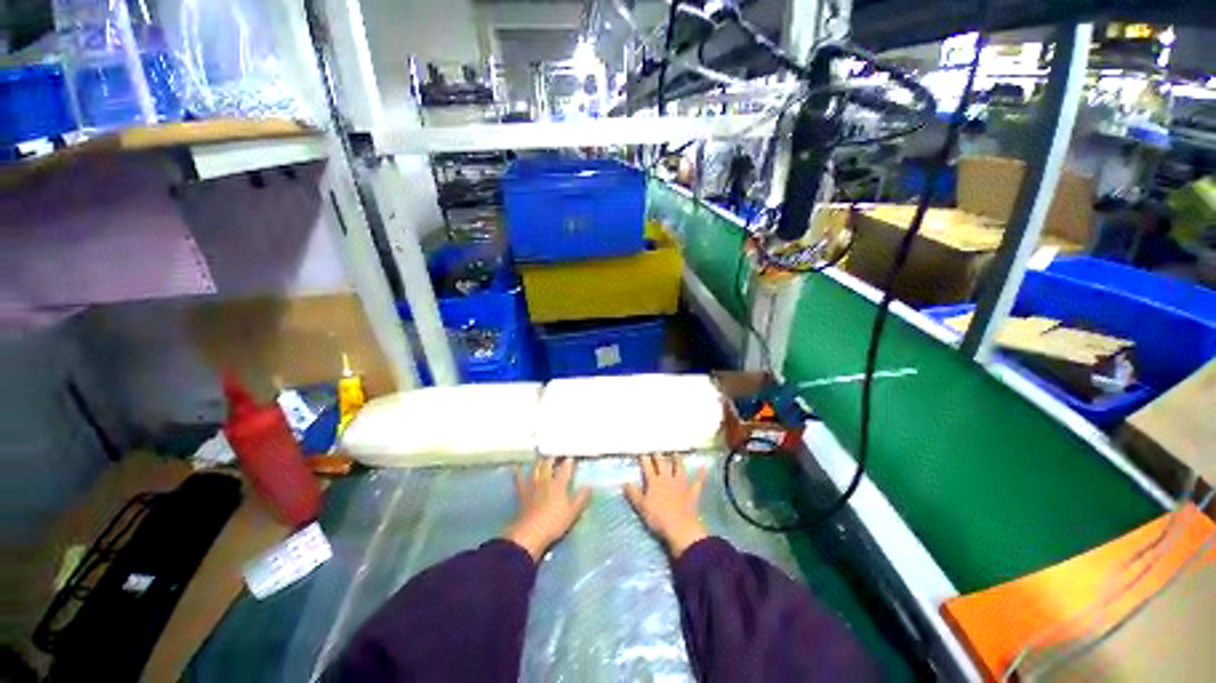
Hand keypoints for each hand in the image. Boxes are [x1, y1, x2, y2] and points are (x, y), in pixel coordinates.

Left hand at [503, 459, 591, 560]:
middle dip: (554, 457)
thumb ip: (581, 498)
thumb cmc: (554, 523)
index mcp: (559, 485)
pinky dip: (519, 471)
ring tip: (543, 457)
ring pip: (536, 468)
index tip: (572, 456)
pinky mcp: (523, 493)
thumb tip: (589, 486)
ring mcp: (533, 486)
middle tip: (557, 453)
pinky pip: (519, 479)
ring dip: (540, 461)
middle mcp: (546, 481)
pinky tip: (518, 466)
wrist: (530, 533)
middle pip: (549, 464)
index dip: (569, 462)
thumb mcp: (572, 513)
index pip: (566, 469)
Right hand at [623, 454, 708, 557]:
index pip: (648, 467)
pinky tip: (704, 467)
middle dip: (659, 456)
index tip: (643, 453)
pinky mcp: (692, 492)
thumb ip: (633, 493)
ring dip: (677, 460)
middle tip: (657, 450)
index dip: (645, 460)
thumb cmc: (657, 517)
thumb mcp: (641, 506)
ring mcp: (681, 484)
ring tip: (676, 453)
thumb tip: (625, 482)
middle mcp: (667, 478)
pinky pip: (697, 481)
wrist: (679, 527)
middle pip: (663, 464)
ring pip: (679, 468)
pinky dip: (701, 474)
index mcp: (654, 482)